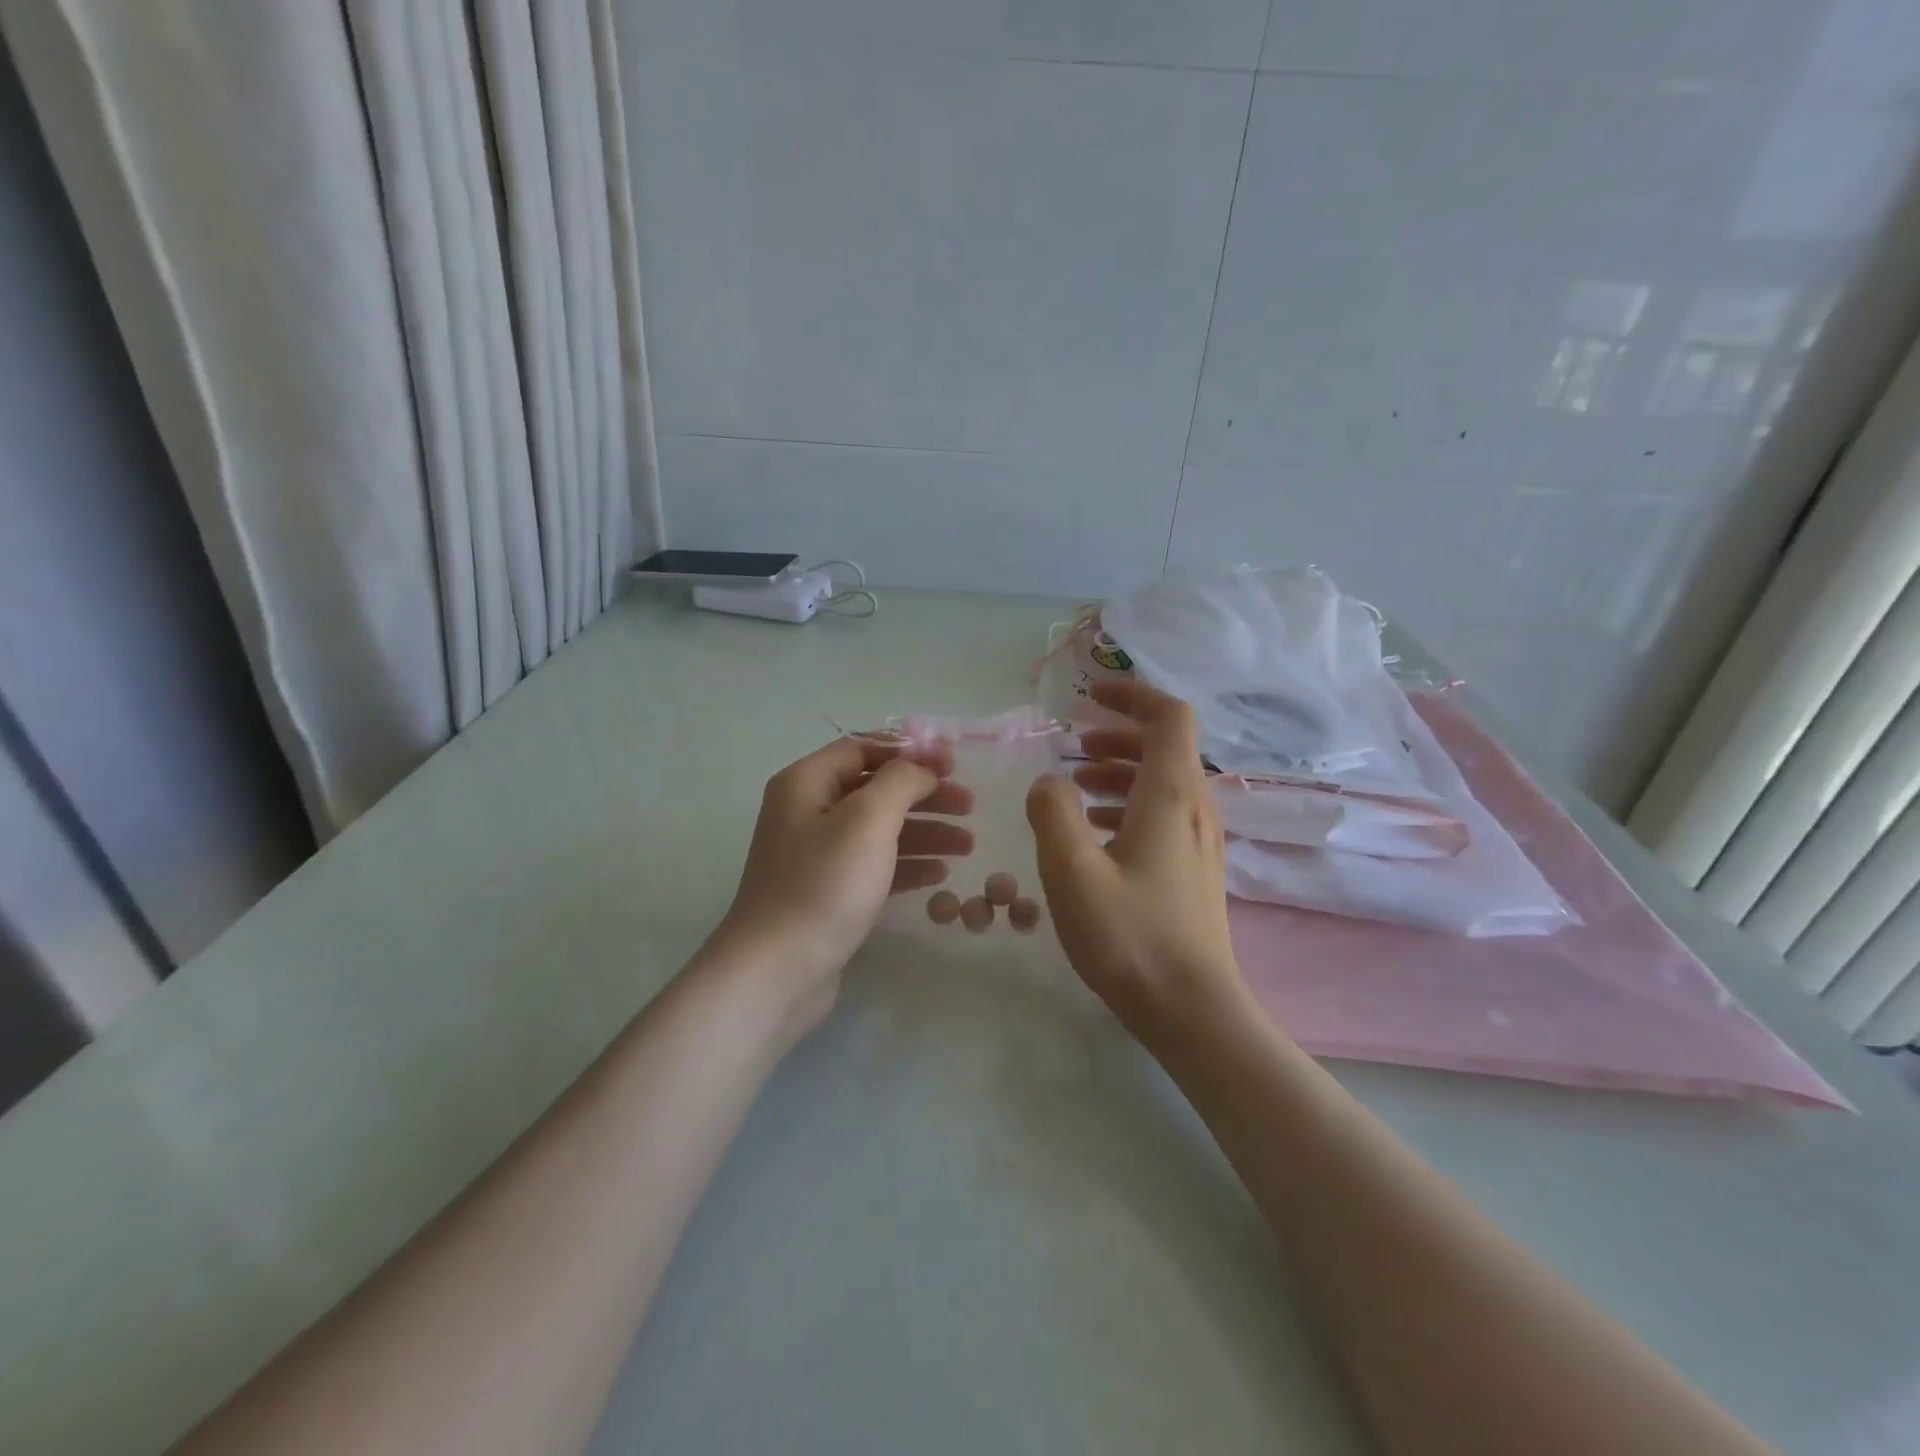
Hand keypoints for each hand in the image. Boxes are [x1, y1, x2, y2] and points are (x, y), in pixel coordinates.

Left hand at [710, 735, 973, 1032]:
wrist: (777, 970)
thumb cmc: (824, 884)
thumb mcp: (868, 819)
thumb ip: (901, 781)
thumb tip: (920, 768)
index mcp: (806, 783)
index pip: (862, 748)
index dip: (910, 751)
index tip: (953, 764)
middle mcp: (808, 812)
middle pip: (876, 789)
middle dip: (925, 794)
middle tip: (970, 805)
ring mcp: (817, 856)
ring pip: (880, 830)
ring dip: (925, 831)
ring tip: (968, 845)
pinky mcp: (829, 893)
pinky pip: (875, 865)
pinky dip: (908, 863)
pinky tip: (940, 873)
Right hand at [1026, 682, 1245, 1043]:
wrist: (1192, 1010)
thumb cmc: (1130, 937)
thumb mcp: (1072, 871)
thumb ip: (1053, 813)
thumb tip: (1049, 781)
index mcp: (1171, 795)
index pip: (1169, 716)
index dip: (1133, 694)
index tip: (1092, 695)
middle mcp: (1195, 808)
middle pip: (1165, 747)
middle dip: (1118, 735)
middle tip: (1074, 744)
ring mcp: (1200, 841)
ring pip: (1162, 782)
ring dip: (1120, 771)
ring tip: (1075, 786)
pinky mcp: (1194, 869)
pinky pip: (1163, 815)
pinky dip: (1128, 804)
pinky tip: (1094, 833)